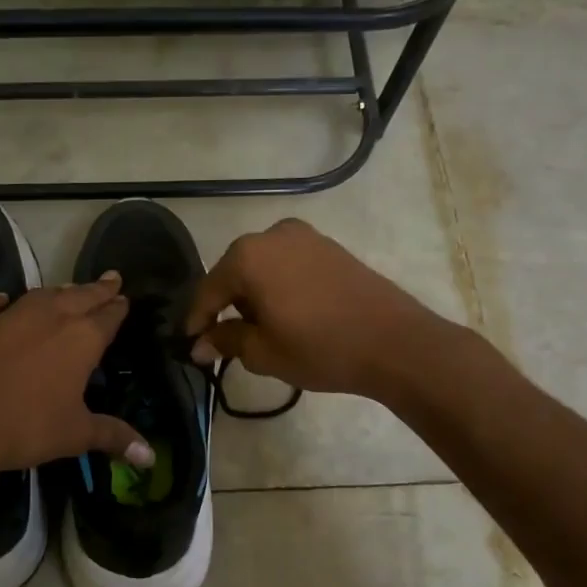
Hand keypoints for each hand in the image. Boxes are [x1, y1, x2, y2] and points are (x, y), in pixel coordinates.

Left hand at [0, 274, 153, 473]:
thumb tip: (150, 458)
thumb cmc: (27, 427)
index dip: (118, 308)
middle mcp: (49, 317)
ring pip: (40, 295)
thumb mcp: (76, 435)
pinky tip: (1, 300)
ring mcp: (8, 316)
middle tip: (110, 279)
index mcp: (81, 339)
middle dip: (97, 289)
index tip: (124, 299)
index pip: (108, 316)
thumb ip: (113, 437)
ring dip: (58, 291)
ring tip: (69, 289)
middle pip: (79, 296)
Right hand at [184, 219, 446, 399]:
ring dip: (253, 295)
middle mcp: (272, 235)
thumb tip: (199, 344)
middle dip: (225, 305)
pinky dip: (278, 286)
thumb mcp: (263, 352)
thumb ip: (225, 341)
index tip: (190, 344)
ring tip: (258, 329)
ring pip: (262, 267)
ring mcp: (305, 237)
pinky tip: (286, 313)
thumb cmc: (320, 348)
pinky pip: (288, 265)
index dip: (196, 320)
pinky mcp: (330, 247)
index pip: (208, 290)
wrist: (395, 342)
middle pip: (234, 272)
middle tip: (223, 338)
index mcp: (248, 256)